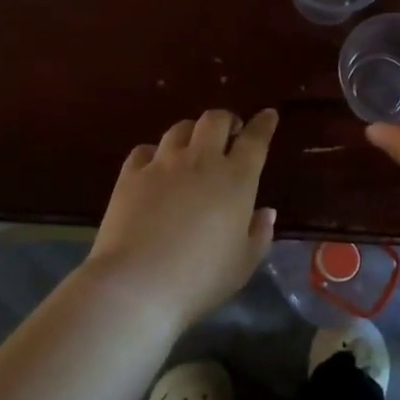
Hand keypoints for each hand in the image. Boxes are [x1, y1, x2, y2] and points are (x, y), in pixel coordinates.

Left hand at [84, 108, 278, 329]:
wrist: (137, 284)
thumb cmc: (200, 278)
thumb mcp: (243, 264)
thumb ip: (259, 234)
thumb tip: (265, 211)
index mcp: (236, 180)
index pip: (255, 139)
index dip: (263, 124)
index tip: (268, 115)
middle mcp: (201, 161)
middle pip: (215, 120)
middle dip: (227, 120)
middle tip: (230, 132)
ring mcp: (163, 164)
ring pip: (180, 128)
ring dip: (192, 132)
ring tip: (193, 146)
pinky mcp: (131, 174)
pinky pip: (145, 150)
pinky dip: (156, 153)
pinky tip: (155, 166)